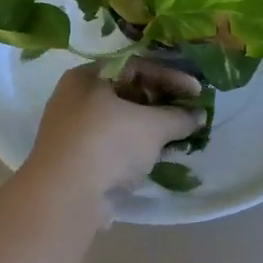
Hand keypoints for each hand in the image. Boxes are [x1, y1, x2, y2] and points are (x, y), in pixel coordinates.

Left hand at [24, 60, 205, 195]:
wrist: (64, 196)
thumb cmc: (108, 144)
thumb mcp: (152, 126)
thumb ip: (179, 117)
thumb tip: (199, 115)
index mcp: (87, 76)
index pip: (136, 66)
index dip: (171, 77)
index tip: (197, 92)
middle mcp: (74, 97)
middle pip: (126, 92)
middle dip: (160, 104)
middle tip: (187, 115)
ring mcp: (70, 129)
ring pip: (118, 121)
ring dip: (148, 128)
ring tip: (175, 139)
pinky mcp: (73, 158)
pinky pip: (110, 144)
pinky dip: (133, 147)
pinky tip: (152, 159)